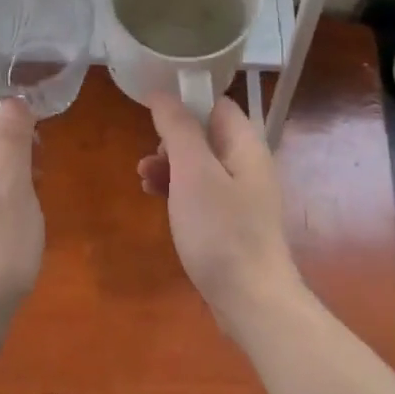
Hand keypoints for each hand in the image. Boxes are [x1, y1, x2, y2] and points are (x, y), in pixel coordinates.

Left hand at [0, 99, 43, 347]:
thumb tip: (12, 101)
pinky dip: (0, 193)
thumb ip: (11, 143)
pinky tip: (19, 218)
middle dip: (8, 141)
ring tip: (35, 191)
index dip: (5, 118)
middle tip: (39, 165)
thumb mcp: (12, 190)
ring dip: (7, 168)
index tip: (38, 140)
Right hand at [138, 95, 303, 337]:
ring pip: (200, 165)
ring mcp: (241, 196)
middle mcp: (248, 165)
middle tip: (150, 157)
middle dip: (172, 139)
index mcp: (246, 146)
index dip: (185, 101)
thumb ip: (178, 129)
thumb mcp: (193, 173)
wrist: (251, 300)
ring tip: (143, 179)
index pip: (217, 105)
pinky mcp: (231, 222)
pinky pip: (201, 193)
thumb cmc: (221, 231)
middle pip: (206, 135)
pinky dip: (178, 190)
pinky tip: (156, 200)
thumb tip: (162, 94)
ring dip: (170, 166)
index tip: (151, 111)